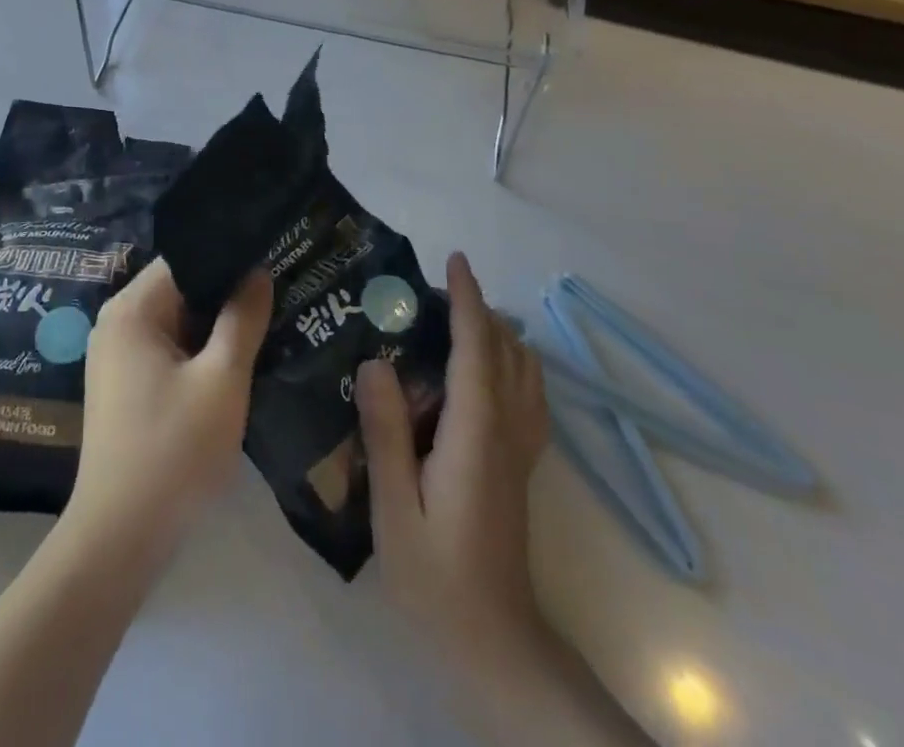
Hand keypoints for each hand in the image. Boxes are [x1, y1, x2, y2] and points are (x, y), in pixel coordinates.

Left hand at [66, 259, 270, 563]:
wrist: (121, 539)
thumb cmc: (174, 451)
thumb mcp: (222, 380)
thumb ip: (242, 319)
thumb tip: (257, 271)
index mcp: (131, 309)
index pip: (185, 259)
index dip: (229, 257)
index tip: (271, 259)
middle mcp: (117, 322)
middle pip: (180, 289)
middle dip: (226, 293)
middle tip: (278, 292)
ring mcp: (117, 356)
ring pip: (177, 322)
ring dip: (215, 326)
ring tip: (267, 321)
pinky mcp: (124, 386)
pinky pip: (167, 350)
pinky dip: (199, 352)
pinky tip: (236, 360)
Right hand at [358, 252, 548, 669]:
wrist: (496, 643)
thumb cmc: (437, 577)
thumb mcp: (395, 509)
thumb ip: (386, 433)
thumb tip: (375, 361)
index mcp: (476, 435)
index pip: (477, 350)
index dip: (467, 301)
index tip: (454, 260)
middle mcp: (507, 432)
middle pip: (506, 352)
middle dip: (479, 309)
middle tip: (433, 289)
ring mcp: (521, 450)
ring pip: (525, 372)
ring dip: (498, 333)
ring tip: (456, 319)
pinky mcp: (522, 466)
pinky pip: (528, 395)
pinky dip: (511, 362)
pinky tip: (483, 370)